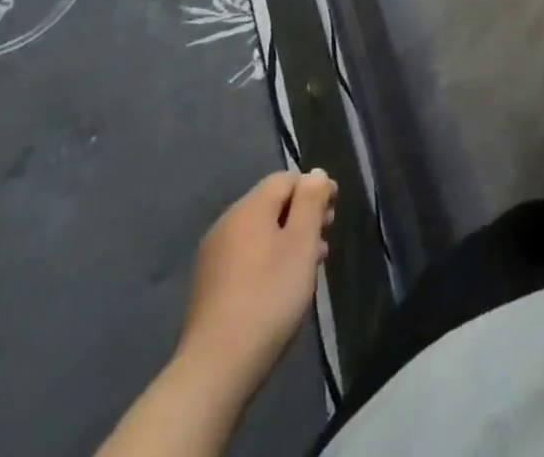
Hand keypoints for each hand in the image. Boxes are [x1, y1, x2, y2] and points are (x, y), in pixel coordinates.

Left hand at [175, 170, 336, 392]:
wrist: (215, 369)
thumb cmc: (268, 297)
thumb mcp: (302, 243)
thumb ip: (311, 202)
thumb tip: (315, 173)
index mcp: (249, 208)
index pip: (286, 179)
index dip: (314, 188)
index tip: (334, 210)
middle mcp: (227, 224)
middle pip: (272, 205)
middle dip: (302, 215)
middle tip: (326, 237)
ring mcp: (213, 258)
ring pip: (260, 233)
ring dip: (288, 240)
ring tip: (311, 265)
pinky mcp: (209, 288)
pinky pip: (246, 257)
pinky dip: (269, 260)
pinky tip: (282, 286)